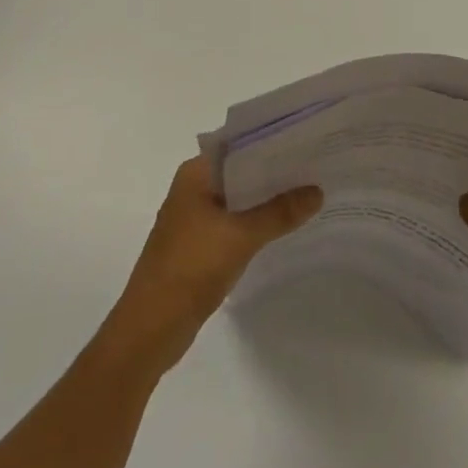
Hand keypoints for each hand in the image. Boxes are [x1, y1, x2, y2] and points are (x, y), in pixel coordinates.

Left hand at [106, 156, 322, 374]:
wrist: (150, 329)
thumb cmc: (191, 267)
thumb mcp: (240, 236)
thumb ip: (279, 212)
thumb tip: (317, 190)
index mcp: (195, 173)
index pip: (239, 143)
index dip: (271, 140)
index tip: (306, 138)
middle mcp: (193, 187)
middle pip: (240, 170)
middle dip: (274, 170)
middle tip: (316, 164)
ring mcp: (194, 217)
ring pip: (238, 197)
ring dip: (266, 197)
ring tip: (308, 192)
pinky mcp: (199, 244)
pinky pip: (234, 222)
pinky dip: (256, 221)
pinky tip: (283, 226)